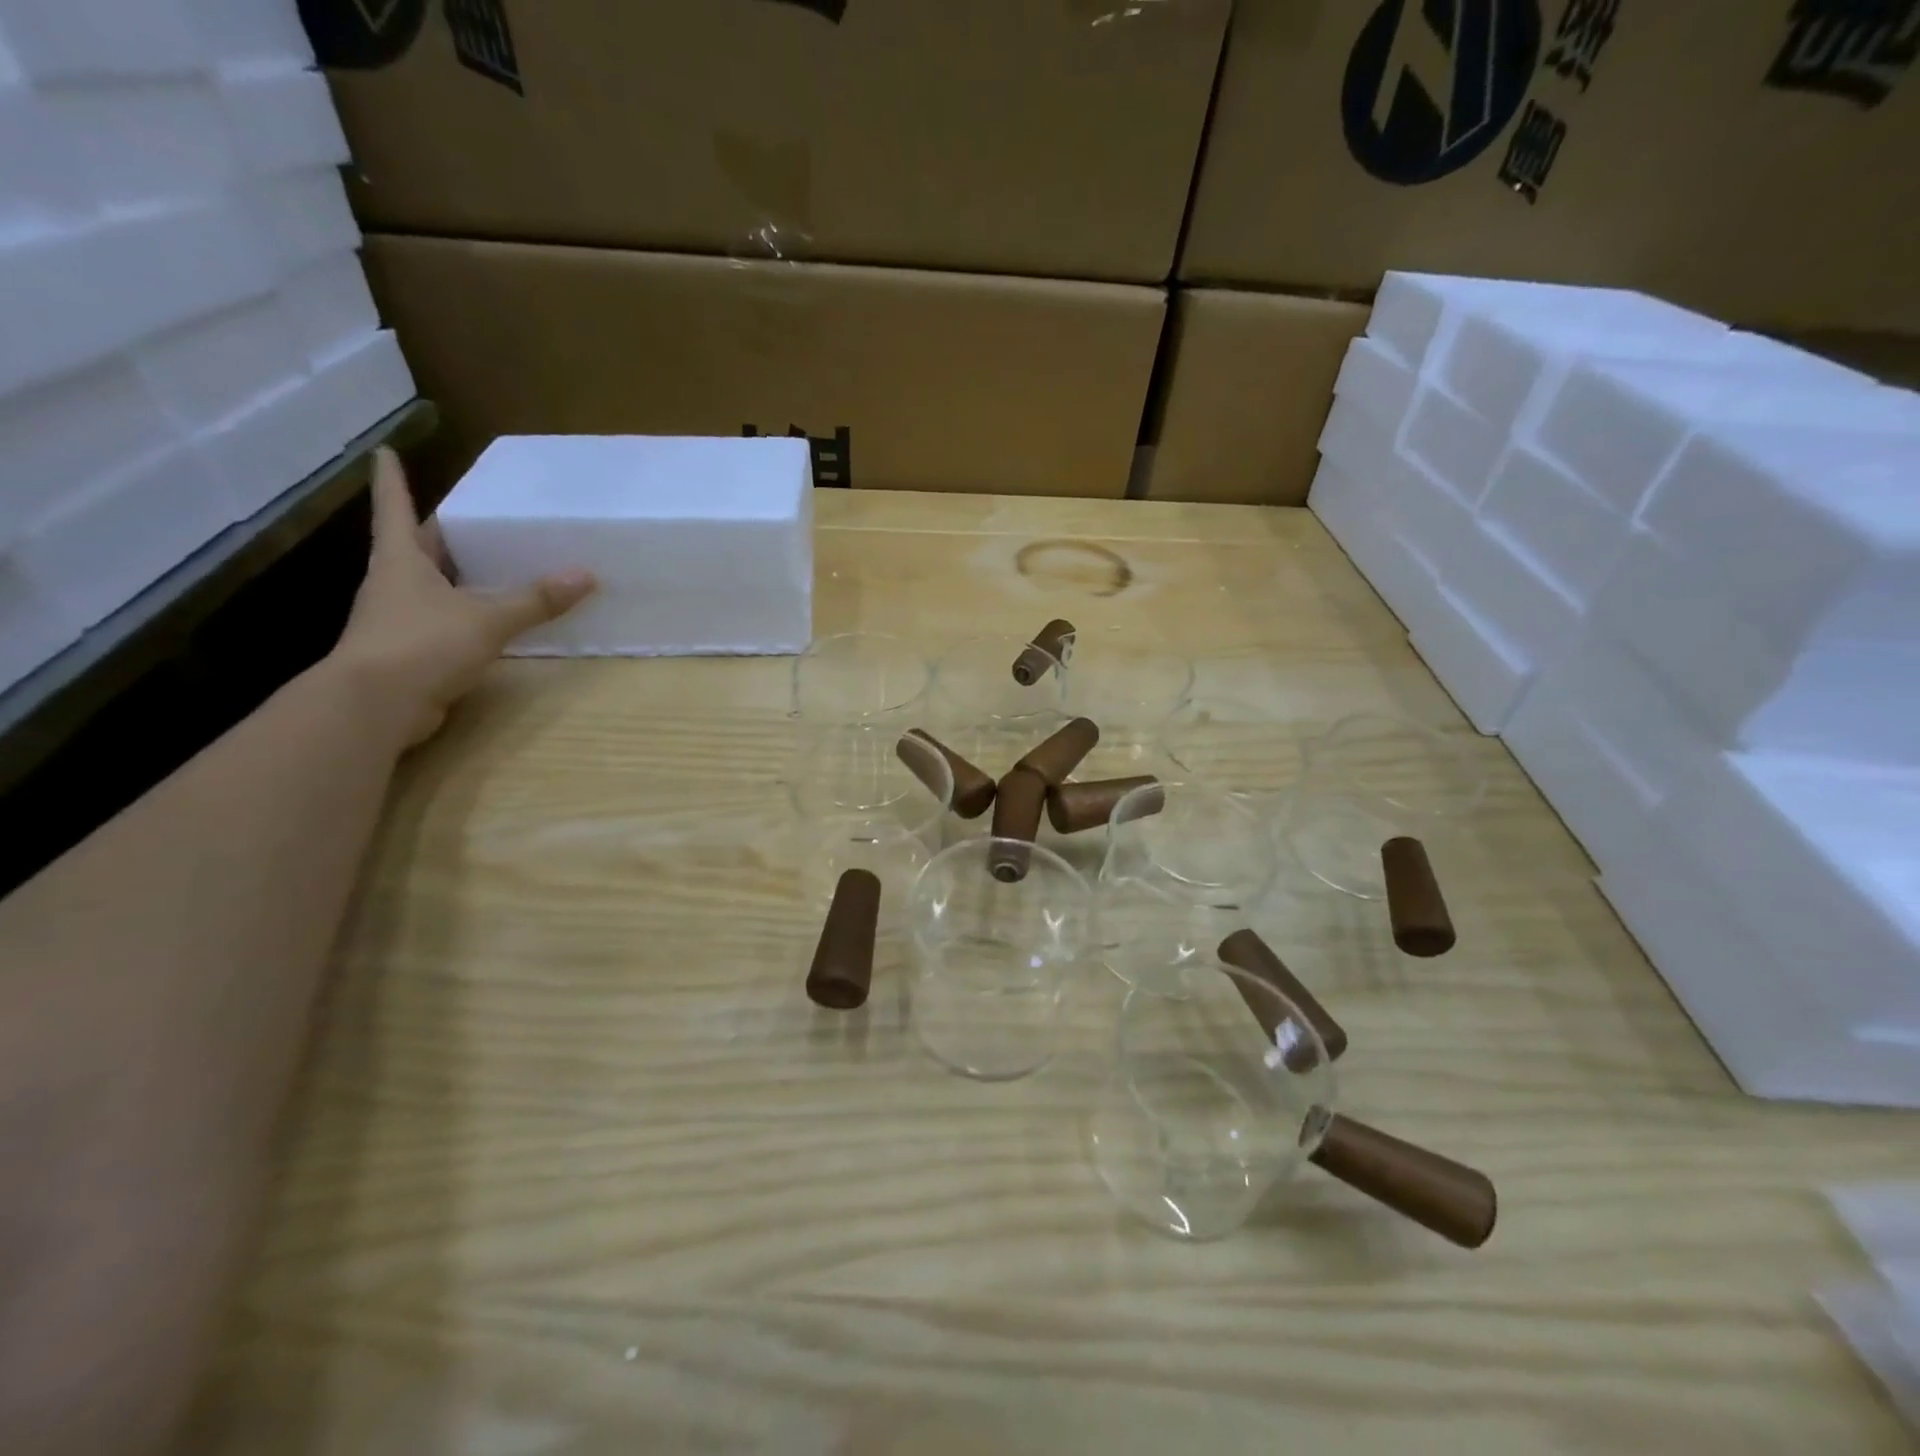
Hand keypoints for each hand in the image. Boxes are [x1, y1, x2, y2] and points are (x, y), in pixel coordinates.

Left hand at [332, 448, 596, 744]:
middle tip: (473, 517)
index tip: (384, 452)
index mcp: (401, 560)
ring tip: (492, 565)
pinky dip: (464, 615)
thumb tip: (586, 576)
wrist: (377, 704)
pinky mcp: (408, 651)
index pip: (395, 509)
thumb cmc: (423, 643)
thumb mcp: (487, 619)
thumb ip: (535, 600)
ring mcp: (397, 619)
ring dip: (455, 575)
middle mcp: (393, 584)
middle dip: (440, 532)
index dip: (392, 480)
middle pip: (415, 547)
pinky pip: (441, 622)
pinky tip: (490, 619)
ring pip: (429, 585)